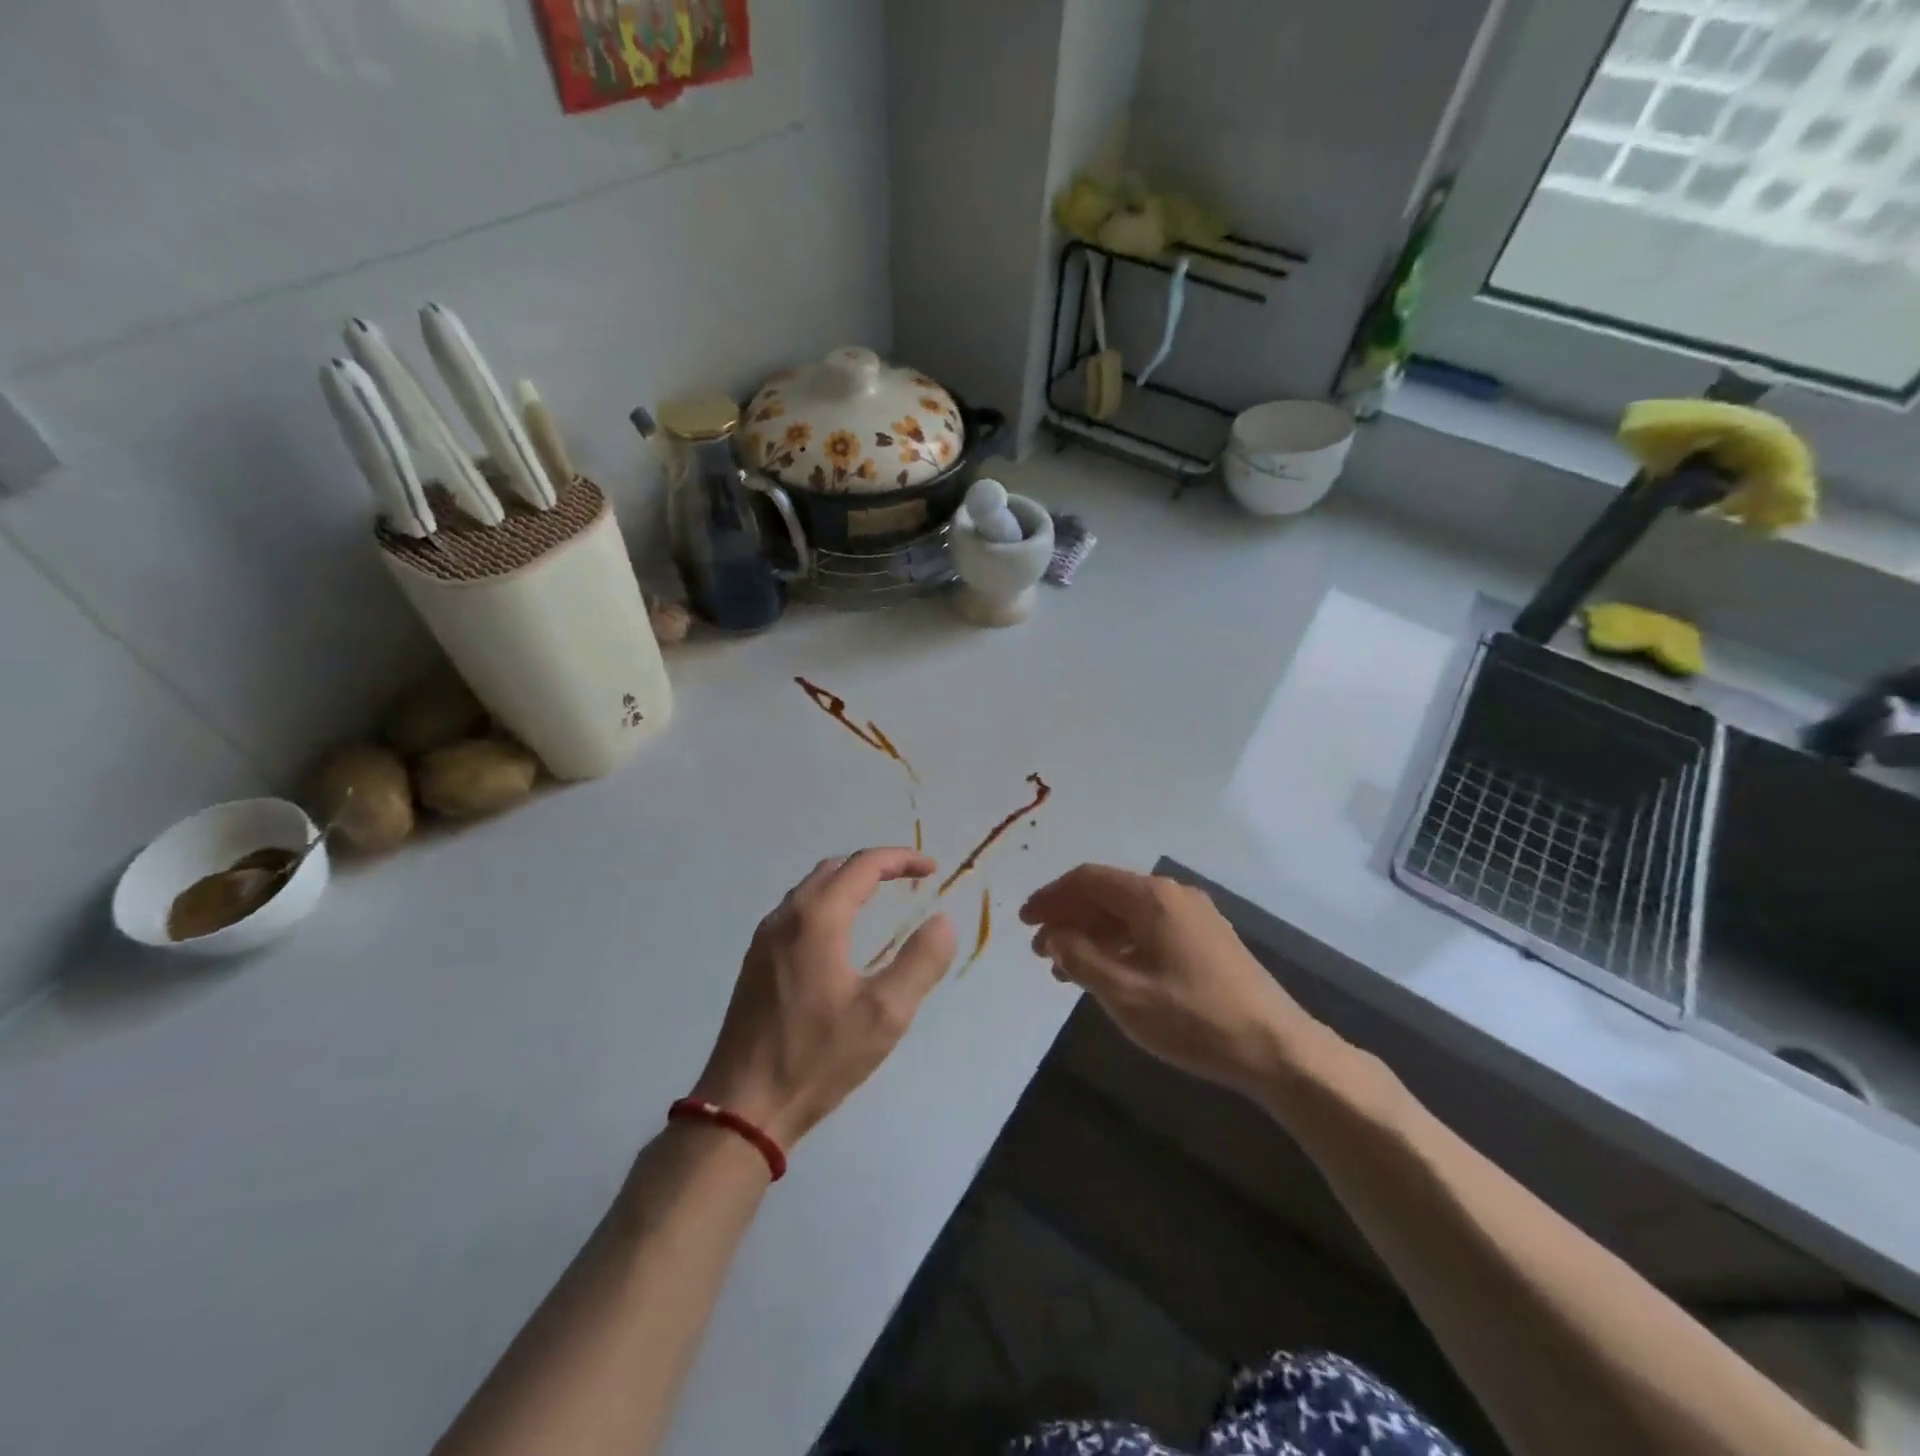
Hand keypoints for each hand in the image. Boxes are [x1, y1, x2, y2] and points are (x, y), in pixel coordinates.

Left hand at [692, 849, 956, 1149]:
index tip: (932, 869)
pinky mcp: (755, 963)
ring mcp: (764, 939)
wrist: (744, 1106)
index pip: (864, 865)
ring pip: (810, 889)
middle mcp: (786, 917)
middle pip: (834, 869)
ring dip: (847, 883)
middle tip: (909, 879)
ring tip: (879, 899)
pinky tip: (839, 934)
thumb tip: (943, 921)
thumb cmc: (818, 1057)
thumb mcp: (885, 1014)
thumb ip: (920, 961)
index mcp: (817, 918)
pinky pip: (796, 912)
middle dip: (874, 866)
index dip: (901, 859)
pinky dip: (826, 904)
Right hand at [1020, 864, 1322, 1098]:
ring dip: (1092, 934)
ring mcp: (1194, 916)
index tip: (1024, 922)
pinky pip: (1149, 929)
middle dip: (1069, 918)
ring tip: (1066, 969)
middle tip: (1041, 952)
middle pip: (1107, 894)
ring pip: (1127, 914)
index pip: (1088, 880)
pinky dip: (1119, 945)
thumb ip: (1081, 959)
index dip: (1051, 897)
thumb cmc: (1194, 1018)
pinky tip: (1107, 974)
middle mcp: (1173, 895)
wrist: (1277, 1048)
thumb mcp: (1125, 993)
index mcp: (1152, 898)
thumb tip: (1055, 936)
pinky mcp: (1206, 940)